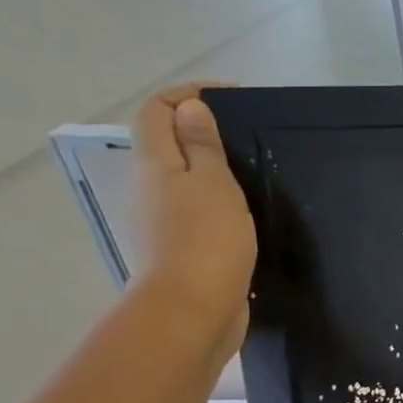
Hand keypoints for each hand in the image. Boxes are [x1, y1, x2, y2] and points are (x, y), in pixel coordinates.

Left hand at [132, 83, 255, 364]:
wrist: (194, 309)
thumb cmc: (207, 241)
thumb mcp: (213, 185)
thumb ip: (203, 146)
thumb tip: (190, 107)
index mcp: (156, 164)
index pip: (158, 110)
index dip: (188, 94)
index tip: (233, 98)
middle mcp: (151, 187)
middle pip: (166, 143)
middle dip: (201, 130)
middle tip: (247, 137)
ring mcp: (163, 220)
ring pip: (183, 179)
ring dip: (211, 169)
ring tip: (252, 174)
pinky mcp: (182, 248)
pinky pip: (196, 210)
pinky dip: (217, 201)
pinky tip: (245, 214)